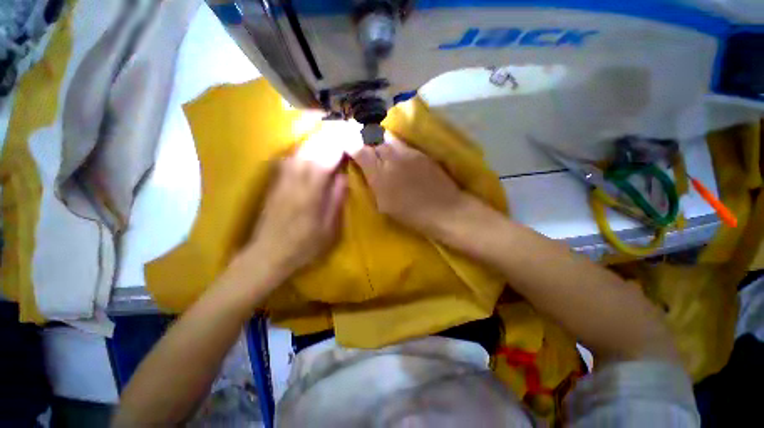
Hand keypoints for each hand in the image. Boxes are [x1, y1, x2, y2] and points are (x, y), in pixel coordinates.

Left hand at [237, 132, 347, 283]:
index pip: (329, 151)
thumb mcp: (329, 226)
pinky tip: (320, 144)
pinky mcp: (277, 175)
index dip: (344, 139)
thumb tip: (343, 175)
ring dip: (323, 135)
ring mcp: (283, 171)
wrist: (267, 252)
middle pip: (316, 141)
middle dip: (335, 131)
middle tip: (351, 129)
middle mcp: (295, 172)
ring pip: (305, 143)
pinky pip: (297, 152)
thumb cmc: (303, 244)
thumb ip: (336, 197)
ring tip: (339, 132)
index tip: (358, 133)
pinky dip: (311, 144)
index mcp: (311, 186)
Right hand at [352, 138, 468, 234]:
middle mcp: (392, 158)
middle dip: (363, 136)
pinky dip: (392, 142)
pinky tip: (392, 148)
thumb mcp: (384, 205)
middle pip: (372, 137)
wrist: (444, 210)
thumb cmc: (411, 214)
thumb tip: (365, 170)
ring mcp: (408, 152)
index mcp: (380, 174)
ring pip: (387, 136)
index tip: (346, 144)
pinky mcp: (420, 152)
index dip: (351, 144)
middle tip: (358, 139)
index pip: (359, 150)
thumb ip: (373, 184)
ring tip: (374, 141)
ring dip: (378, 137)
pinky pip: (401, 142)